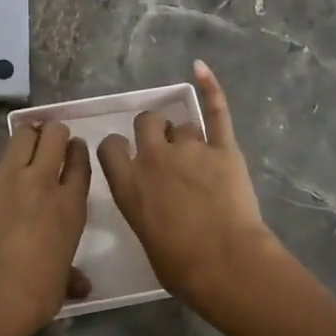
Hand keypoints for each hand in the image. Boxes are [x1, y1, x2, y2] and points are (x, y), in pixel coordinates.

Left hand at [0, 115, 91, 335]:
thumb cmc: (34, 297)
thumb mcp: (61, 283)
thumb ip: (71, 275)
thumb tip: (82, 284)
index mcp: (69, 205)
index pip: (79, 164)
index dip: (77, 152)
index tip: (74, 150)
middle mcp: (40, 181)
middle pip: (53, 137)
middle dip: (54, 133)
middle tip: (50, 141)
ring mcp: (3, 178)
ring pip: (21, 135)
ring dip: (26, 133)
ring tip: (25, 137)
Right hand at [97, 61, 282, 308]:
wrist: (225, 264)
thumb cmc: (181, 267)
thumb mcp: (145, 237)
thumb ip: (143, 208)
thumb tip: (153, 203)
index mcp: (128, 184)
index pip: (110, 146)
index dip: (118, 148)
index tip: (126, 155)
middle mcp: (153, 158)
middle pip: (146, 122)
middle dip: (153, 131)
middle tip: (165, 153)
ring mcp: (190, 149)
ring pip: (182, 125)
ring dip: (185, 136)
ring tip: (197, 156)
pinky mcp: (223, 149)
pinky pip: (216, 112)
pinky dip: (210, 88)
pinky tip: (201, 68)